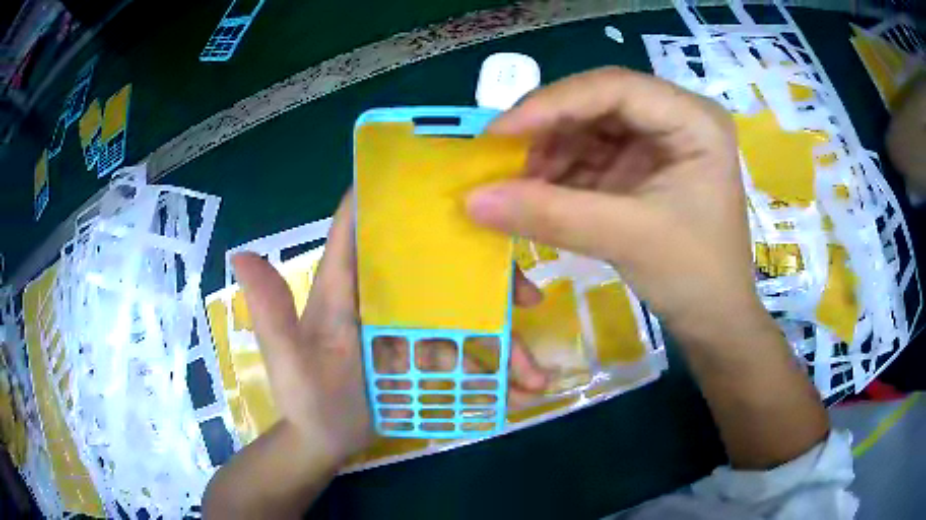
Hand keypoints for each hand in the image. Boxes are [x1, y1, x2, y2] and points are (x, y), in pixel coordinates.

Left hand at [233, 194, 548, 463]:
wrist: (324, 440)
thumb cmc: (306, 399)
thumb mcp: (288, 361)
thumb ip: (271, 315)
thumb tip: (241, 254)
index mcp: (346, 284)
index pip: (363, 222)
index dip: (393, 192)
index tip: (447, 176)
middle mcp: (382, 295)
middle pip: (437, 266)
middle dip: (484, 276)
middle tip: (527, 297)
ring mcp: (408, 325)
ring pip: (463, 314)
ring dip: (503, 338)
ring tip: (533, 372)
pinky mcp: (424, 352)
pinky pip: (466, 352)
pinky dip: (496, 370)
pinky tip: (523, 389)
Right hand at [466, 67, 763, 343]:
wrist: (715, 320)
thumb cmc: (695, 276)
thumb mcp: (626, 239)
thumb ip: (550, 214)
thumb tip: (471, 199)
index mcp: (695, 120)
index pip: (615, 87)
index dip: (552, 103)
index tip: (498, 133)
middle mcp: (677, 117)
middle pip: (598, 103)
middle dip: (548, 130)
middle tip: (498, 158)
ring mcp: (659, 141)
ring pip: (589, 127)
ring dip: (549, 153)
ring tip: (516, 185)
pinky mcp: (643, 166)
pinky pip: (591, 155)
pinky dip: (560, 173)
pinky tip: (537, 193)